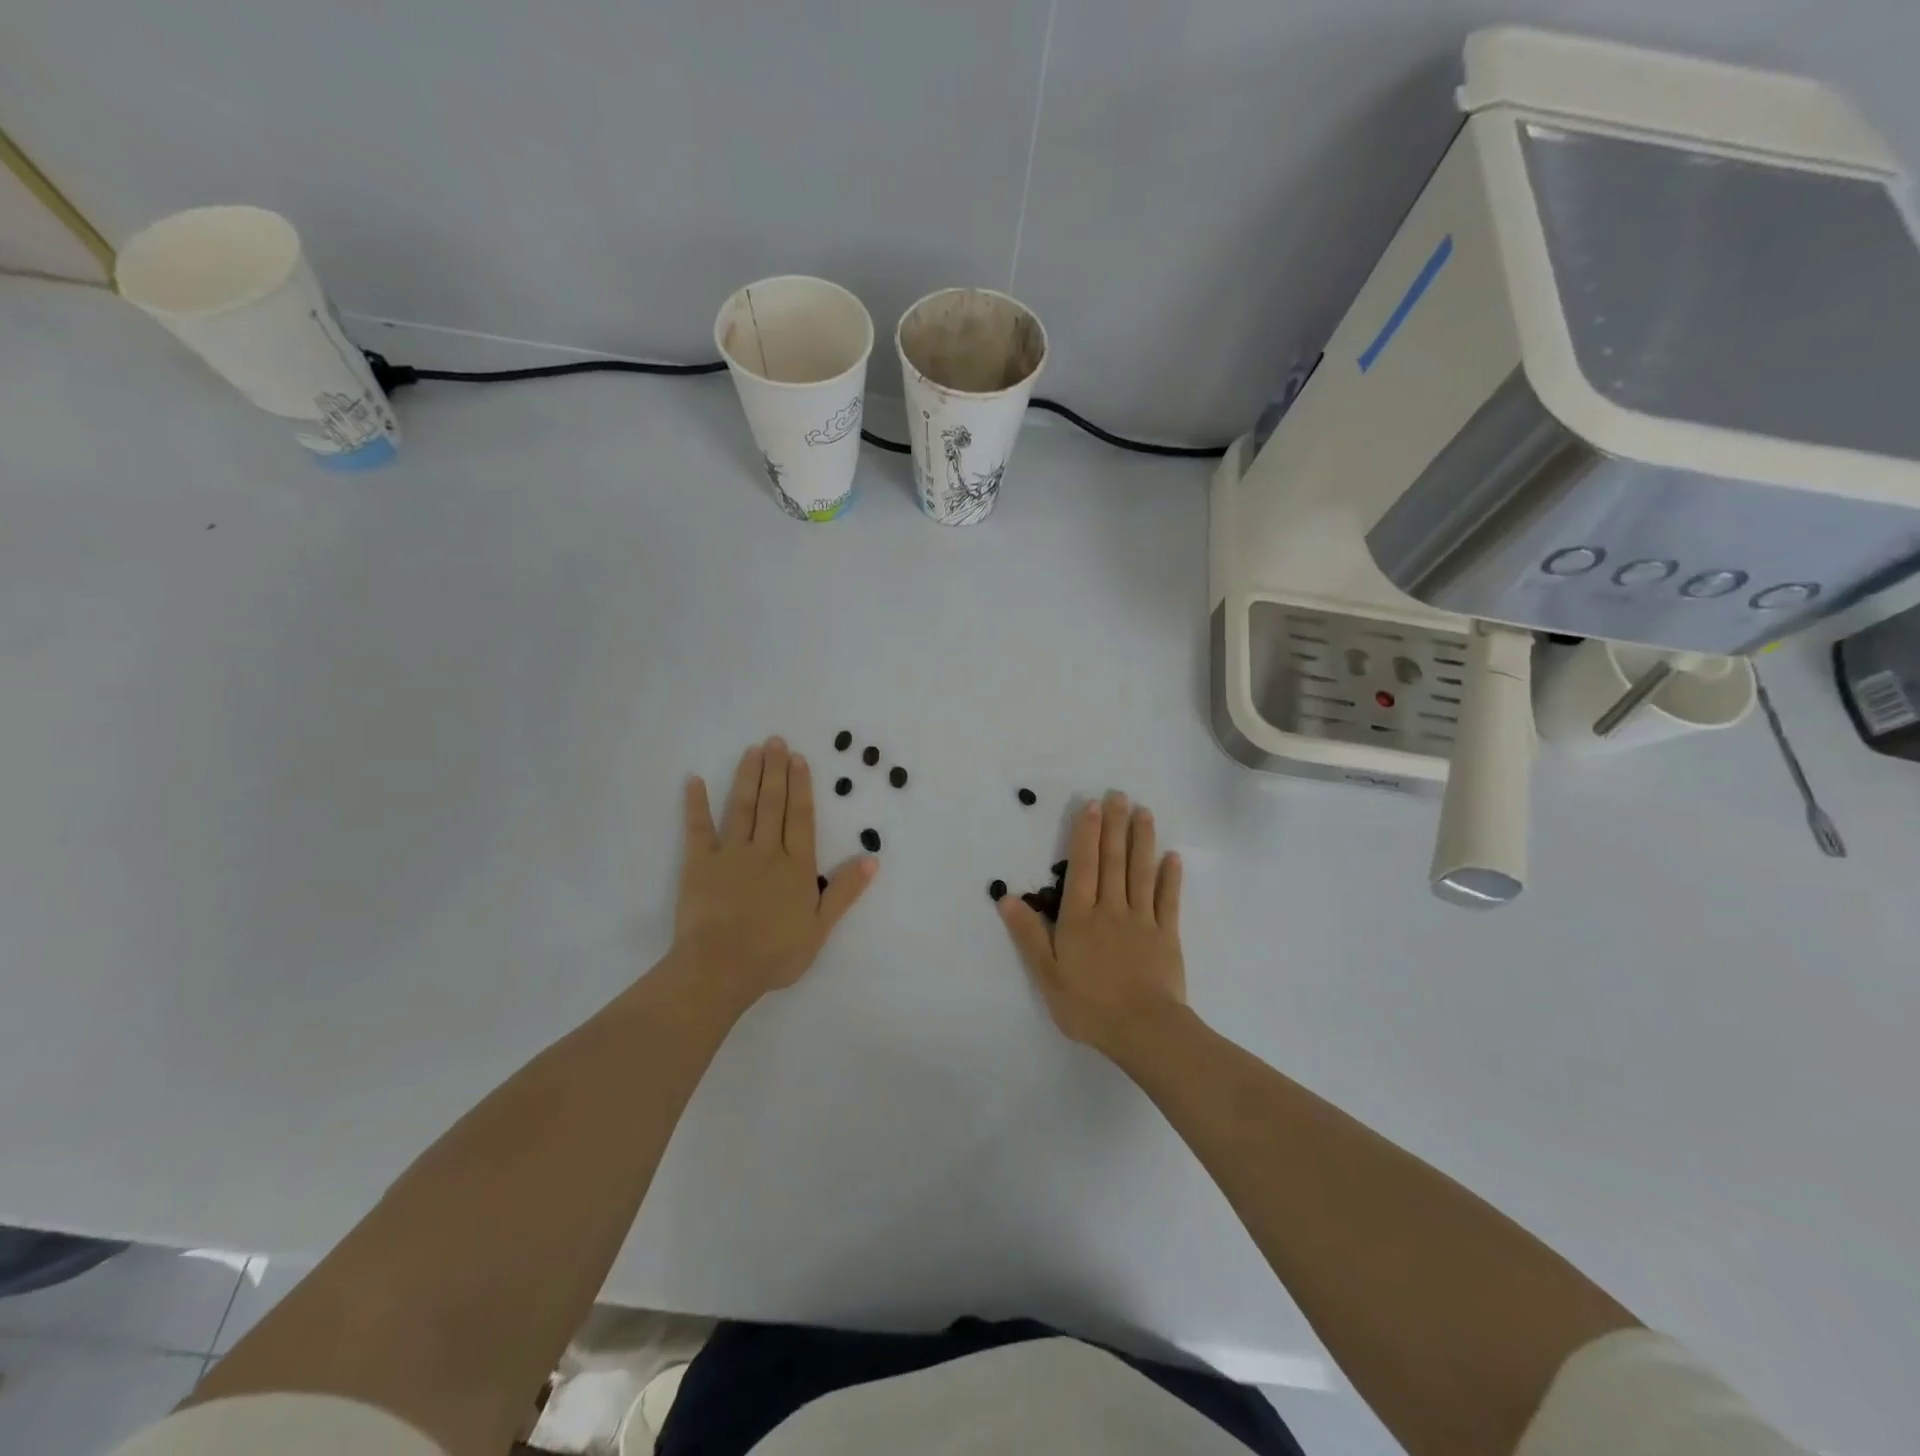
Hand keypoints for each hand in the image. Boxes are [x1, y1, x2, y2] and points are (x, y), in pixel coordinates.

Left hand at [674, 736, 876, 1006]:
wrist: (721, 967)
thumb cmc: (775, 953)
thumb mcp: (821, 927)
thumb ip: (844, 890)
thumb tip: (872, 858)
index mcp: (796, 866)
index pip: (801, 818)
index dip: (801, 787)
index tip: (799, 758)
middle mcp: (766, 851)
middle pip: (773, 804)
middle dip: (776, 770)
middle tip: (776, 740)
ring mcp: (730, 854)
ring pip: (742, 807)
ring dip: (747, 777)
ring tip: (752, 750)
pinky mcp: (699, 864)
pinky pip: (698, 828)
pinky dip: (696, 804)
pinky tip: (695, 780)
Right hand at [998, 791, 1185, 1057]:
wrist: (1143, 1031)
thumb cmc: (1089, 1005)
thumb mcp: (1047, 974)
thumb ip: (1029, 935)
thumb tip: (1007, 898)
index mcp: (1080, 917)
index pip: (1083, 867)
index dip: (1086, 834)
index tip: (1091, 805)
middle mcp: (1111, 909)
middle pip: (1113, 861)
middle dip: (1114, 826)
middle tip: (1118, 795)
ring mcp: (1142, 920)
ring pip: (1141, 872)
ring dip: (1142, 840)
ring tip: (1144, 812)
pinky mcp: (1167, 935)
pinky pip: (1168, 900)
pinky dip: (1170, 877)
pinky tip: (1172, 857)